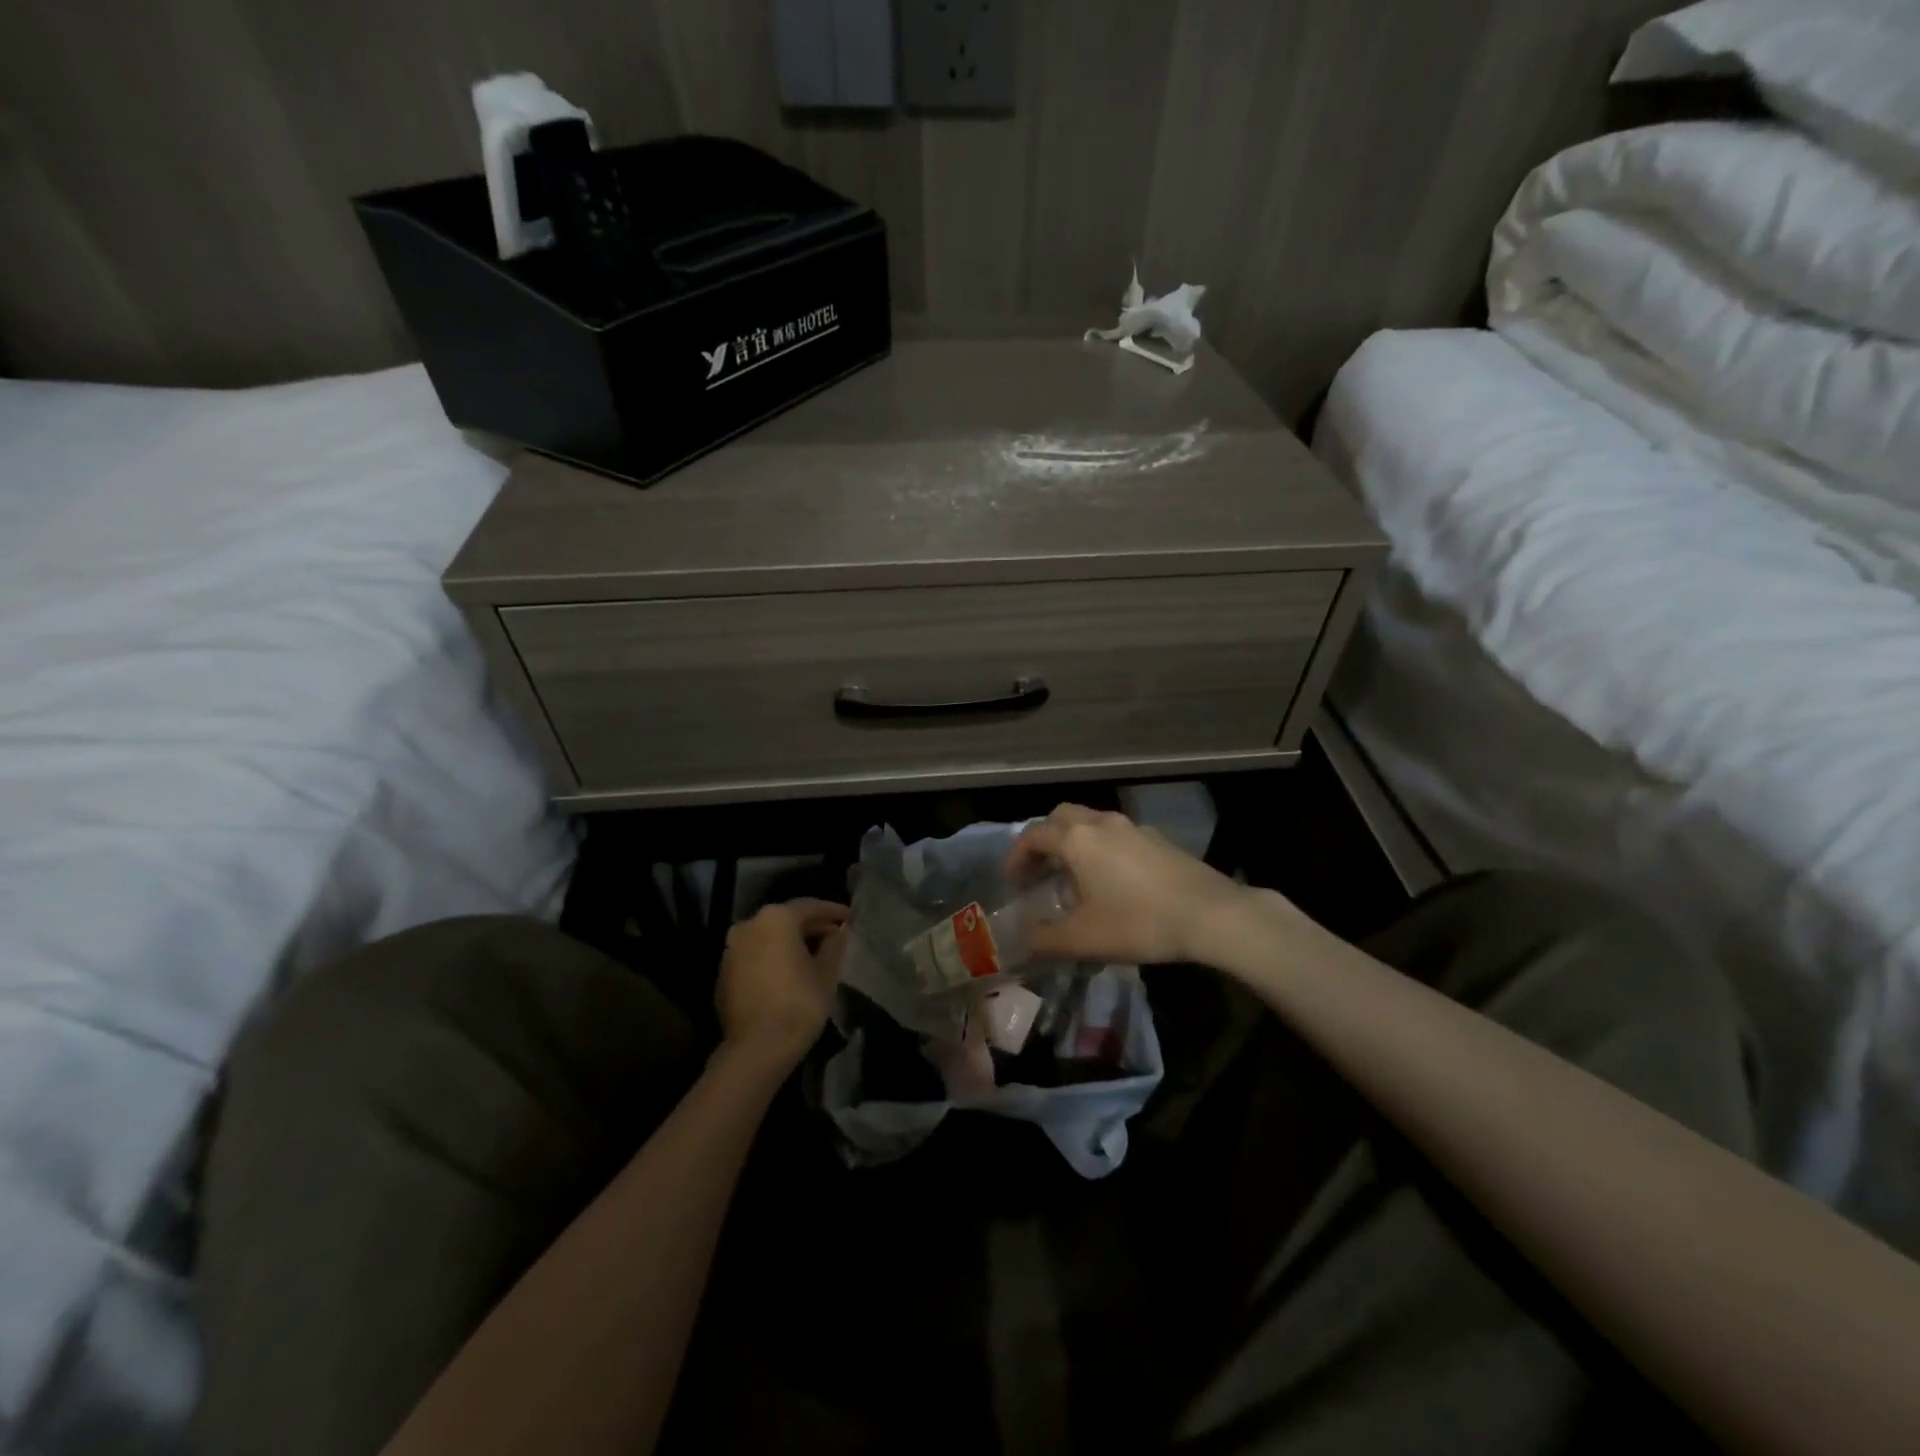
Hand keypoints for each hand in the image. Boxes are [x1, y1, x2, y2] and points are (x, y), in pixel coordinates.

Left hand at [716, 899, 848, 1067]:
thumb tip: (837, 932)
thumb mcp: (826, 972)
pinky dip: (772, 958)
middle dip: (811, 927)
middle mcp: (749, 925)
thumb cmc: (799, 1003)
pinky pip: (755, 956)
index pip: (810, 906)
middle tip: (834, 937)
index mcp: (776, 918)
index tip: (850, 918)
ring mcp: (731, 949)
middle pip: (786, 919)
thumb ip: (834, 944)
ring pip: (768, 937)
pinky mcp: (724, 973)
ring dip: (790, 942)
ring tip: (813, 955)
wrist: (756, 1049)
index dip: (833, 912)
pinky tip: (788, 973)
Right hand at [1004, 805, 1250, 965]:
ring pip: (1092, 823)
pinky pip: (1117, 836)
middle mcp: (1102, 823)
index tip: (1012, 883)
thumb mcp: (1083, 939)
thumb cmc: (1138, 922)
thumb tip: (1017, 944)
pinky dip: (1101, 849)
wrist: (1211, 914)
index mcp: (1077, 839)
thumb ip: (1043, 940)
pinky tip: (1113, 882)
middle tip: (1039, 871)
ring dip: (1075, 843)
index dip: (1017, 857)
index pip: (1034, 836)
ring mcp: (1133, 828)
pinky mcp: (1159, 840)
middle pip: (1061, 817)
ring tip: (1074, 879)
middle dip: (1044, 840)